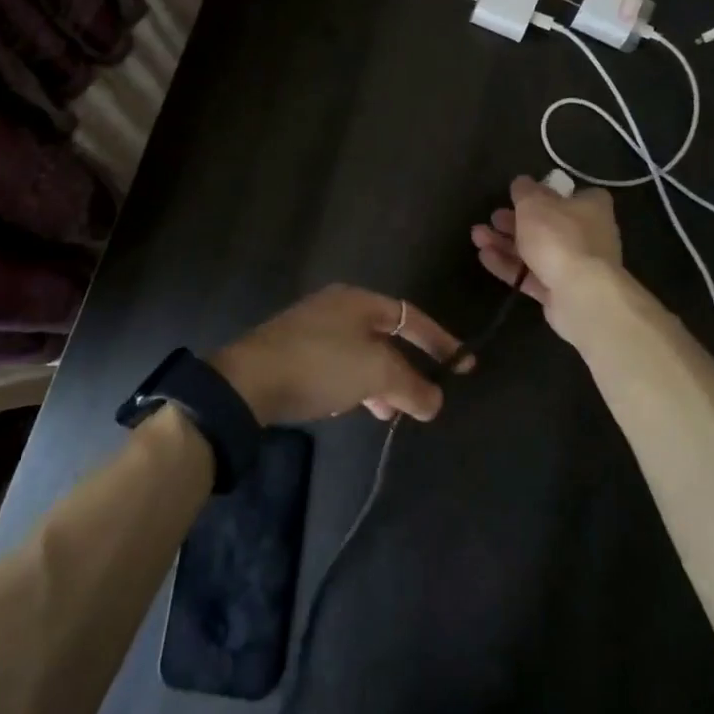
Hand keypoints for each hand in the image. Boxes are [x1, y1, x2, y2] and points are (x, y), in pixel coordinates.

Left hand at [213, 284, 468, 424]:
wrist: (248, 382)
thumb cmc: (321, 364)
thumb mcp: (375, 373)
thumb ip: (411, 386)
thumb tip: (435, 401)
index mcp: (358, 300)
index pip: (411, 317)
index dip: (440, 341)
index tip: (464, 365)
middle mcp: (337, 306)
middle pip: (386, 336)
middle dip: (407, 369)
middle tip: (422, 399)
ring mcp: (313, 328)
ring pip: (362, 354)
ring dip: (381, 384)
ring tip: (390, 414)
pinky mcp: (295, 352)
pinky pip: (339, 366)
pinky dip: (355, 386)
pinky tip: (354, 408)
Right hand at [470, 174, 623, 347]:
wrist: (580, 294)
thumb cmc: (559, 236)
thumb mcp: (534, 203)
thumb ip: (524, 190)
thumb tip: (522, 182)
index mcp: (591, 207)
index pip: (573, 194)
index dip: (548, 193)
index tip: (524, 195)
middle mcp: (588, 235)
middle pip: (548, 224)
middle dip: (515, 221)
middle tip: (493, 217)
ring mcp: (575, 266)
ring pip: (536, 250)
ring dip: (505, 242)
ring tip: (477, 236)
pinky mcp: (561, 292)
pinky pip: (531, 275)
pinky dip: (509, 265)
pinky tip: (484, 257)